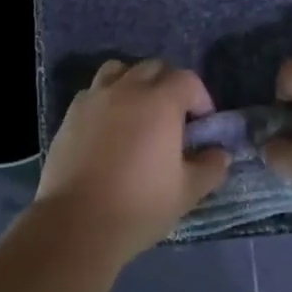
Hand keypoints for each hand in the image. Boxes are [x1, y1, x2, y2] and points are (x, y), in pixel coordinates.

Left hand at [37, 59, 230, 257]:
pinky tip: (109, 127)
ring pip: (119, 70)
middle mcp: (127, 90)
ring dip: (134, 83)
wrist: (77, 223)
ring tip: (138, 112)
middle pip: (153, 67)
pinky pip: (93, 91)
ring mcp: (94, 99)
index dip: (200, 98)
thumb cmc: (139, 206)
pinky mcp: (70, 114)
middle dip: (169, 85)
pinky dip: (106, 99)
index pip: (187, 80)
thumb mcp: (187, 192)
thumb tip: (220, 154)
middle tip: (174, 118)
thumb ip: (210, 167)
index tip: (201, 125)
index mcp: (160, 102)